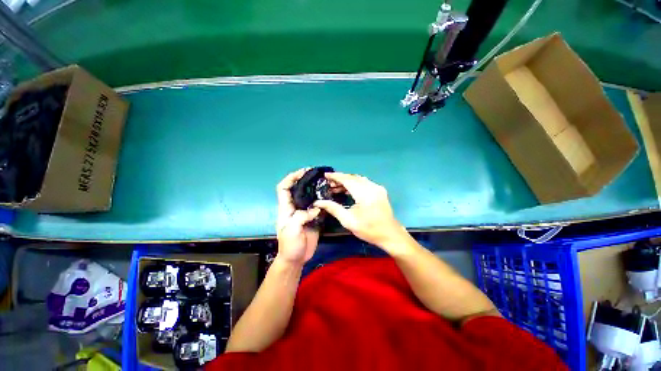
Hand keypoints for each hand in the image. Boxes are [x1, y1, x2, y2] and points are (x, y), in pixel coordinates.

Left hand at [276, 168, 321, 265]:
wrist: (296, 260)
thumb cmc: (290, 246)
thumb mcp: (292, 230)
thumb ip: (301, 217)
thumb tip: (315, 209)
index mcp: (285, 209)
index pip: (283, 188)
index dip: (290, 178)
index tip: (303, 172)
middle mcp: (294, 209)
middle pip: (297, 190)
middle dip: (305, 180)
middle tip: (318, 175)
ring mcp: (304, 215)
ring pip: (309, 198)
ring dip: (316, 190)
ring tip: (326, 183)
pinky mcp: (314, 221)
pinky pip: (319, 209)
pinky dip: (324, 202)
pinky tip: (331, 198)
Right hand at [314, 173, 410, 253]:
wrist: (389, 234)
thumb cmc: (368, 229)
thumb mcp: (348, 221)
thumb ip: (333, 208)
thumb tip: (318, 202)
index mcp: (364, 193)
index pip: (347, 179)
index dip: (335, 176)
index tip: (325, 175)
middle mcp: (372, 187)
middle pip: (353, 178)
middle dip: (340, 179)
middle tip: (328, 184)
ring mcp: (377, 188)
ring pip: (359, 180)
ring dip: (348, 181)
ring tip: (335, 187)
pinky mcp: (380, 191)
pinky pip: (365, 183)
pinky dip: (355, 184)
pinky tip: (348, 191)